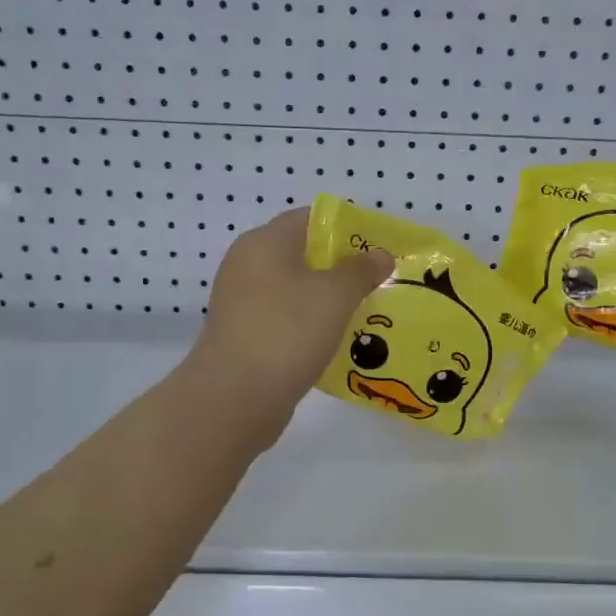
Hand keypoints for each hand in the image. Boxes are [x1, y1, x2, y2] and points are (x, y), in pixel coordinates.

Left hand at [187, 207, 394, 435]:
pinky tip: (336, 340)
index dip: (346, 228)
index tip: (377, 248)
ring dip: (327, 299)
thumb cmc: (287, 332)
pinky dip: (310, 324)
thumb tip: (380, 255)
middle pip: (302, 254)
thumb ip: (360, 271)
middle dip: (341, 266)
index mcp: (265, 242)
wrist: (235, 397)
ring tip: (365, 312)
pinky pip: (286, 318)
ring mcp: (243, 302)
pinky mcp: (245, 334)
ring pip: (295, 290)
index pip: (309, 218)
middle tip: (378, 282)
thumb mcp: (335, 296)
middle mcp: (248, 265)